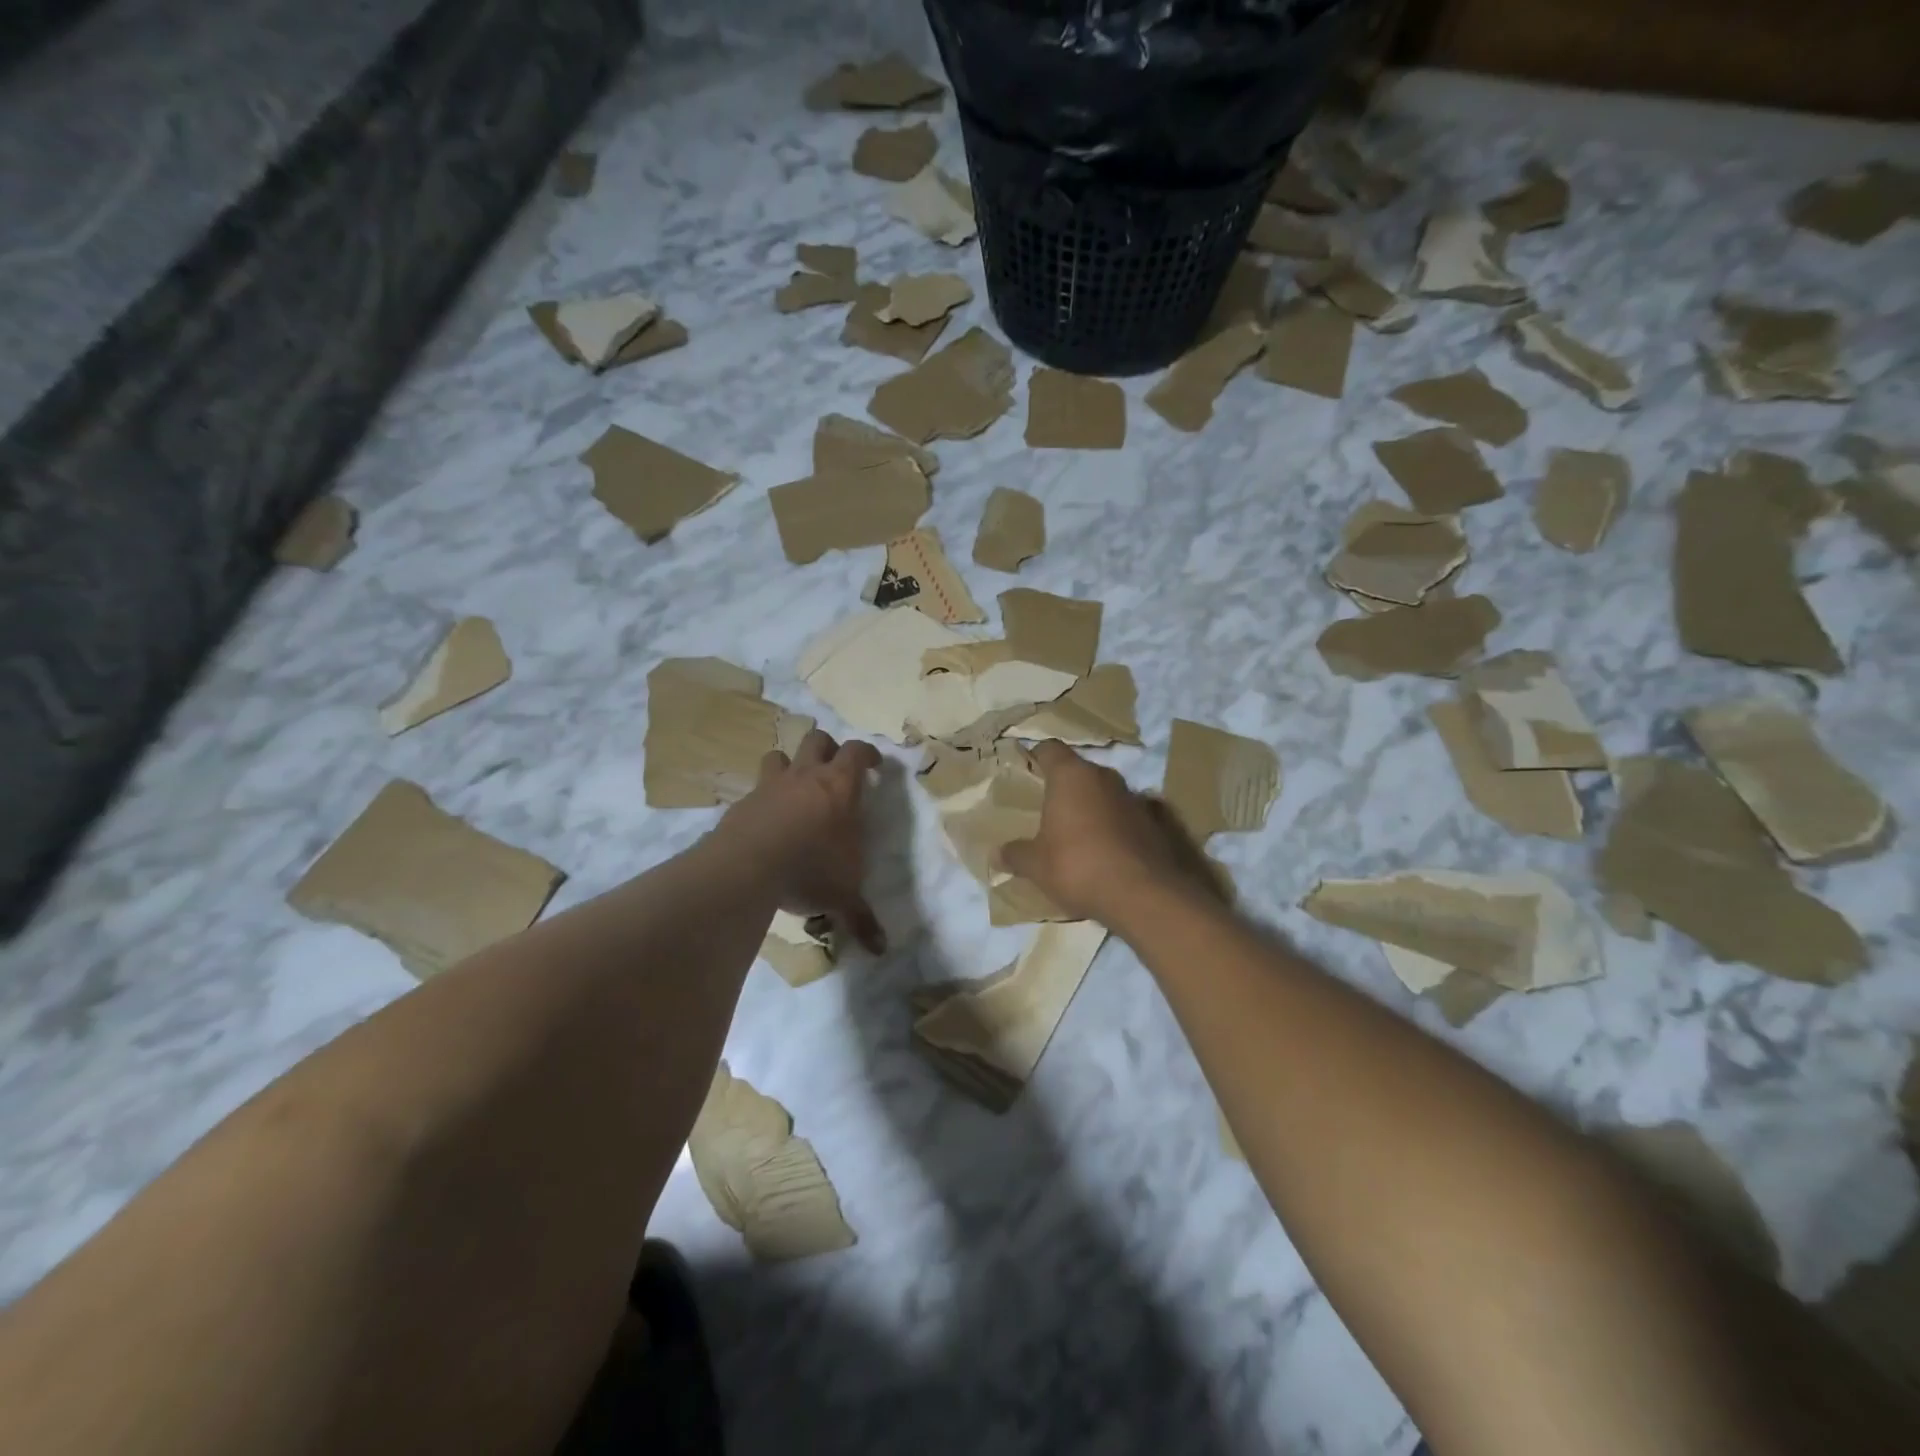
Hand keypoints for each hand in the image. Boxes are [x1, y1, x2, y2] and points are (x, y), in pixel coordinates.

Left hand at [715, 729, 885, 952]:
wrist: (749, 865)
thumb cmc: (811, 868)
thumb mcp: (843, 895)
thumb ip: (862, 918)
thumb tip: (882, 949)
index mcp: (840, 787)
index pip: (857, 752)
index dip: (868, 753)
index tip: (874, 764)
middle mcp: (806, 777)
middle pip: (817, 739)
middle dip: (828, 748)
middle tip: (835, 769)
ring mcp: (770, 786)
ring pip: (779, 755)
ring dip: (789, 765)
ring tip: (795, 786)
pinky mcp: (742, 804)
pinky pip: (754, 789)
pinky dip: (762, 798)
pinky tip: (765, 820)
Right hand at [998, 740, 1220, 926]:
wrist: (1143, 895)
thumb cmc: (1078, 866)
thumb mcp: (1036, 865)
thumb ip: (1015, 854)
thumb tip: (997, 853)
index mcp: (1072, 776)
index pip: (1050, 749)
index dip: (1036, 756)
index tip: (1026, 769)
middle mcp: (1105, 777)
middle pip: (1080, 770)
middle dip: (1065, 786)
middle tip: (1048, 807)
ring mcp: (1134, 798)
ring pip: (1105, 792)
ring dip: (1092, 806)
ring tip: (1077, 832)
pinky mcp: (1156, 822)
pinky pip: (1127, 815)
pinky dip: (1116, 825)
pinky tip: (1108, 848)